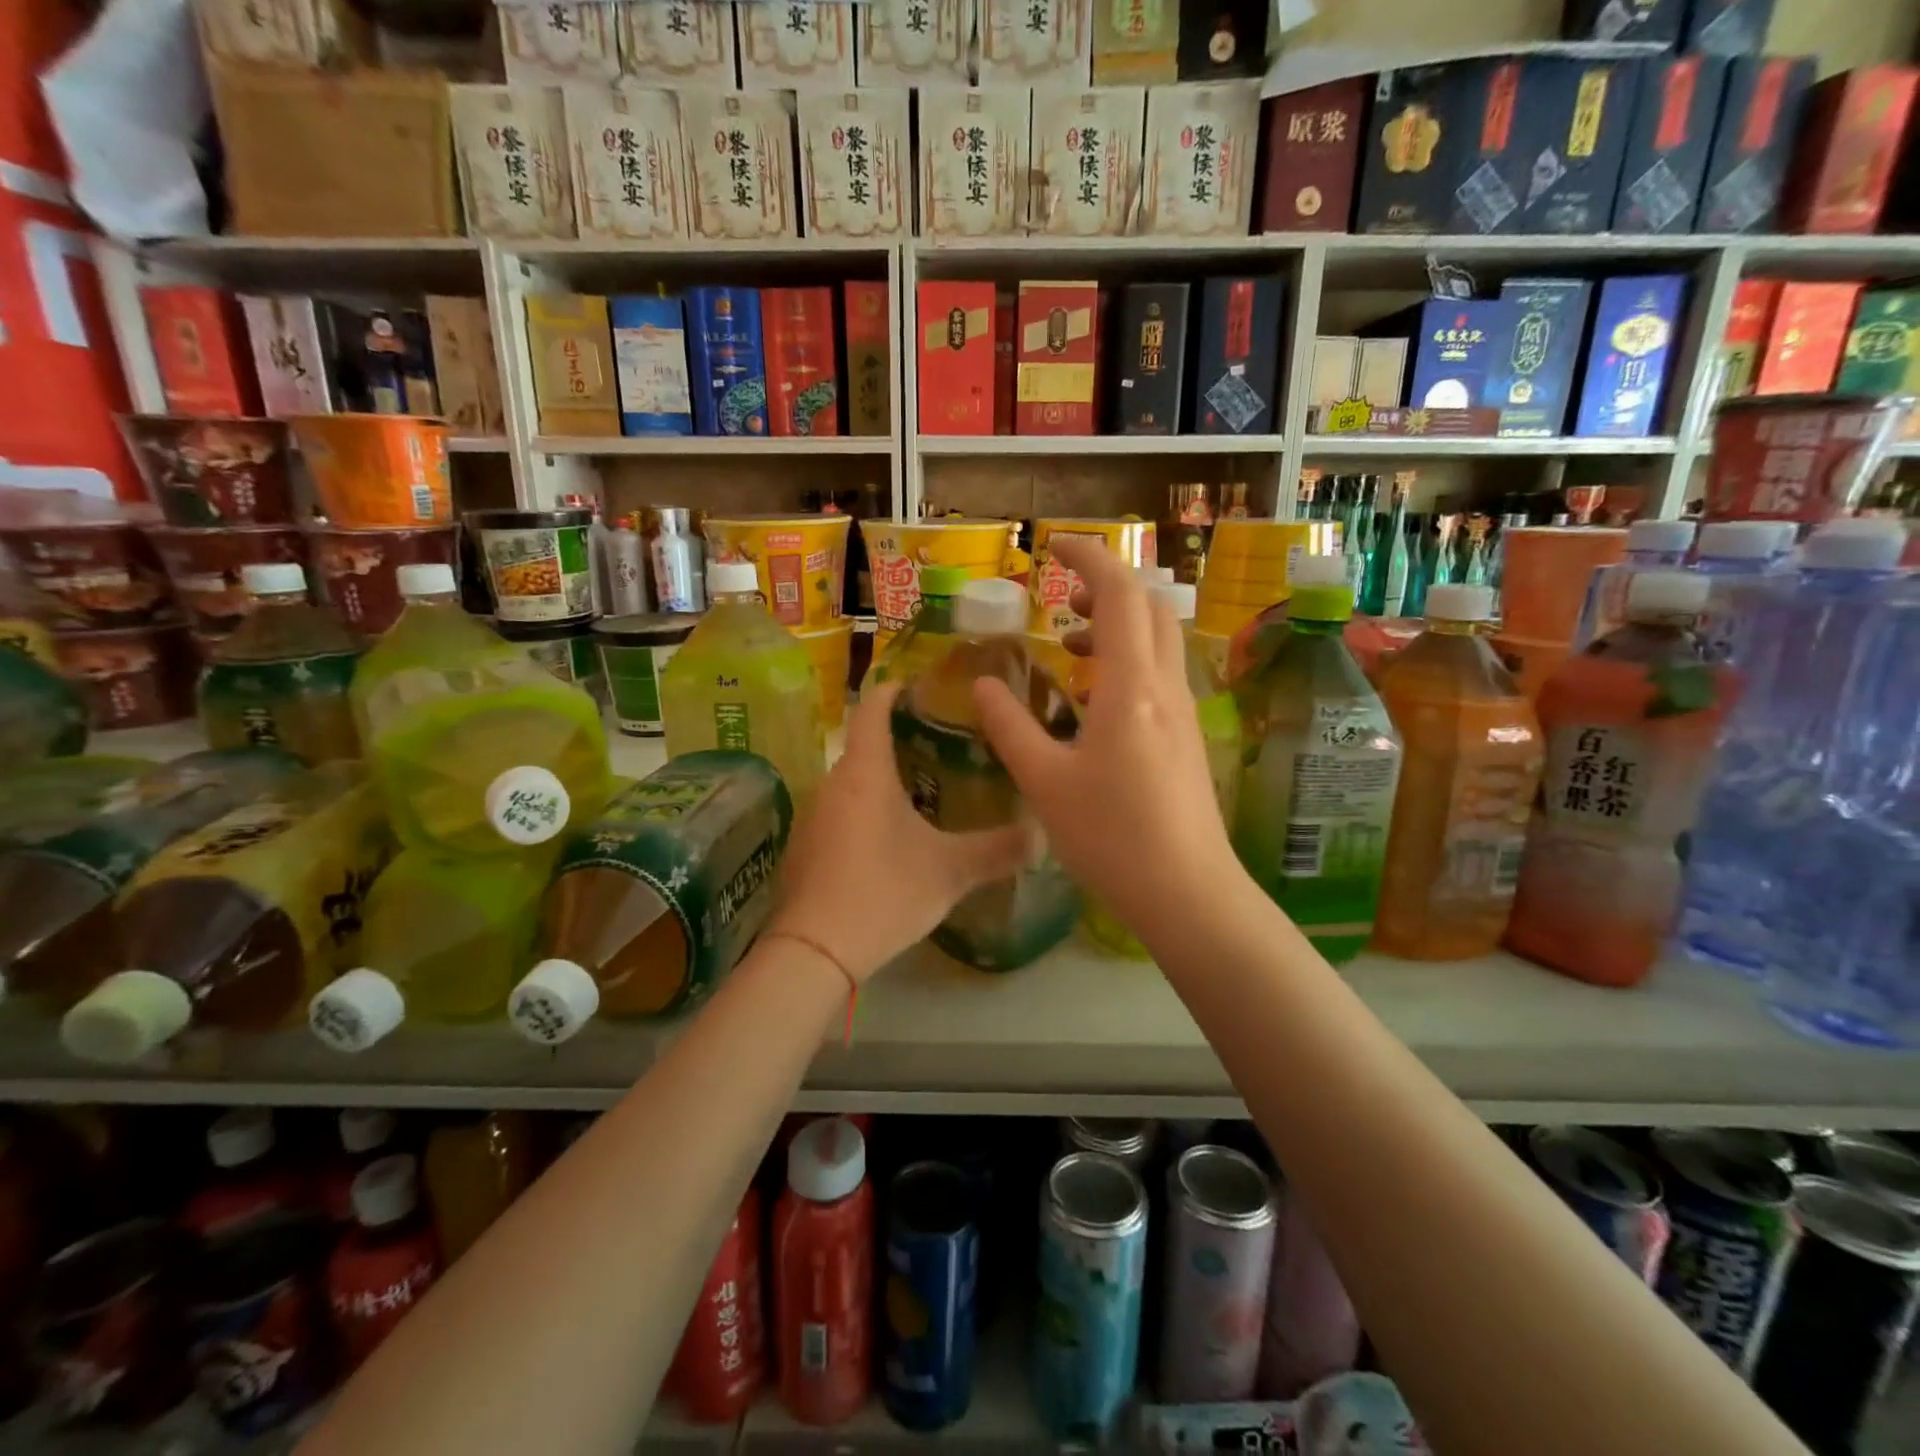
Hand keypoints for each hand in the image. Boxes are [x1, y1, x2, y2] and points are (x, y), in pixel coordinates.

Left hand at [767, 680, 1032, 982]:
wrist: (815, 951)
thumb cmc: (884, 892)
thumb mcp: (950, 872)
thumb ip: (998, 850)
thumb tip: (1042, 835)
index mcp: (865, 772)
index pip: (873, 707)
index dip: (894, 690)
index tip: (919, 686)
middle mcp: (832, 783)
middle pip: (863, 745)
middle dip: (897, 740)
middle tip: (940, 747)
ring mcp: (812, 816)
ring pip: (850, 782)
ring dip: (880, 780)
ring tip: (920, 792)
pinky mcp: (803, 847)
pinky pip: (837, 812)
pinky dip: (862, 811)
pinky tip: (885, 840)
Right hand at [973, 537, 1240, 933]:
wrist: (1188, 892)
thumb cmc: (1111, 837)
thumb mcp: (1044, 781)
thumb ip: (1010, 726)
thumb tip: (983, 685)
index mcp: (1130, 686)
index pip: (1119, 593)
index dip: (1088, 558)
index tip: (1054, 545)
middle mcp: (1165, 686)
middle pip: (1148, 606)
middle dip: (1105, 587)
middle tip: (1060, 598)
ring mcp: (1183, 711)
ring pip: (1157, 640)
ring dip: (1115, 626)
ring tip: (1067, 645)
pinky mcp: (1186, 736)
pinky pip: (1158, 675)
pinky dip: (1124, 662)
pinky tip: (1091, 700)